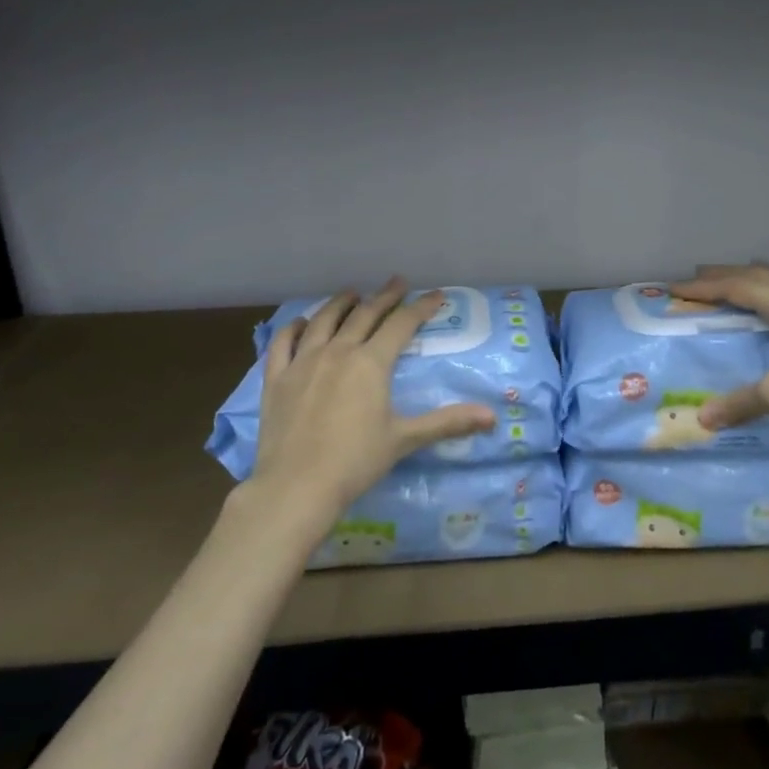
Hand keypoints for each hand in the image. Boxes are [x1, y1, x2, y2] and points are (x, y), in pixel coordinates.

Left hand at [250, 279, 494, 525]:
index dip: (421, 307)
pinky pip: (284, 342)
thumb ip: (447, 423)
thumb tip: (492, 417)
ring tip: (353, 293)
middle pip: (365, 314)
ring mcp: (303, 361)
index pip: (401, 324)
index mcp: (371, 362)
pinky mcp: (276, 378)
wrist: (296, 487)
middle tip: (398, 282)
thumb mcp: (404, 439)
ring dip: (341, 303)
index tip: (436, 295)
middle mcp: (338, 351)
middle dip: (385, 296)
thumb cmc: (355, 461)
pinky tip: (301, 323)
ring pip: (324, 320)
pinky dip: (294, 328)